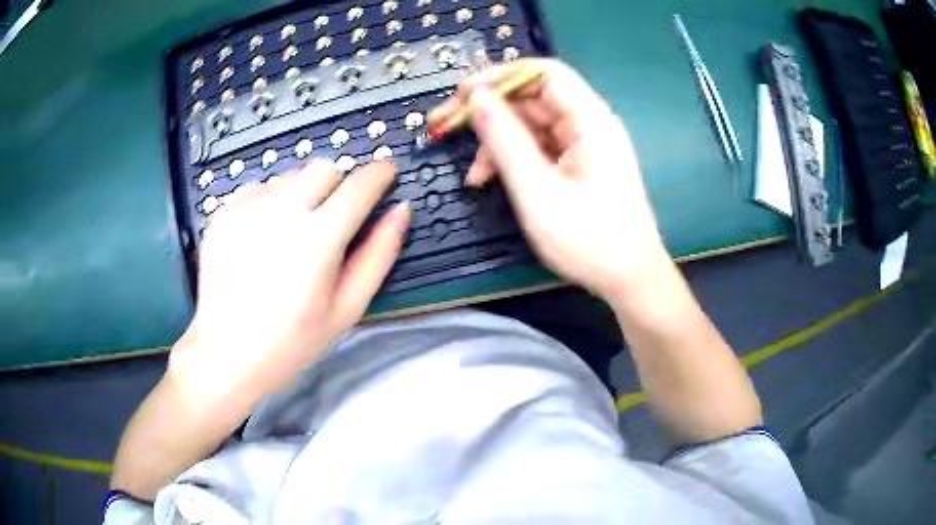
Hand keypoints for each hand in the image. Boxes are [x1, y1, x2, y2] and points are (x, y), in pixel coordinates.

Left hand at [171, 160, 409, 395]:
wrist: (227, 353)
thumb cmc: (293, 340)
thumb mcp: (347, 308)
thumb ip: (379, 254)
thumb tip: (400, 210)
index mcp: (317, 239)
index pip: (359, 185)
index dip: (379, 174)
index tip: (385, 175)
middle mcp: (280, 211)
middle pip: (323, 168)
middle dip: (336, 186)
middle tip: (330, 221)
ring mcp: (246, 208)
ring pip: (289, 176)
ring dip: (301, 195)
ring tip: (289, 236)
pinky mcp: (223, 212)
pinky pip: (259, 188)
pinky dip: (269, 204)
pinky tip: (262, 240)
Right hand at [429, 59, 669, 299]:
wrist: (628, 281)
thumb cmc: (591, 241)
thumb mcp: (539, 193)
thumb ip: (506, 142)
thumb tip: (477, 100)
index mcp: (591, 121)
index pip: (545, 73)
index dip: (501, 75)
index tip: (463, 93)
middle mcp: (588, 125)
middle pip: (532, 98)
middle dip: (488, 110)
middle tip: (443, 125)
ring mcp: (582, 146)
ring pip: (529, 125)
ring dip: (495, 142)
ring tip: (472, 175)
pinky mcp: (575, 165)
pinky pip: (536, 148)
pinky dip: (510, 160)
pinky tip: (489, 181)